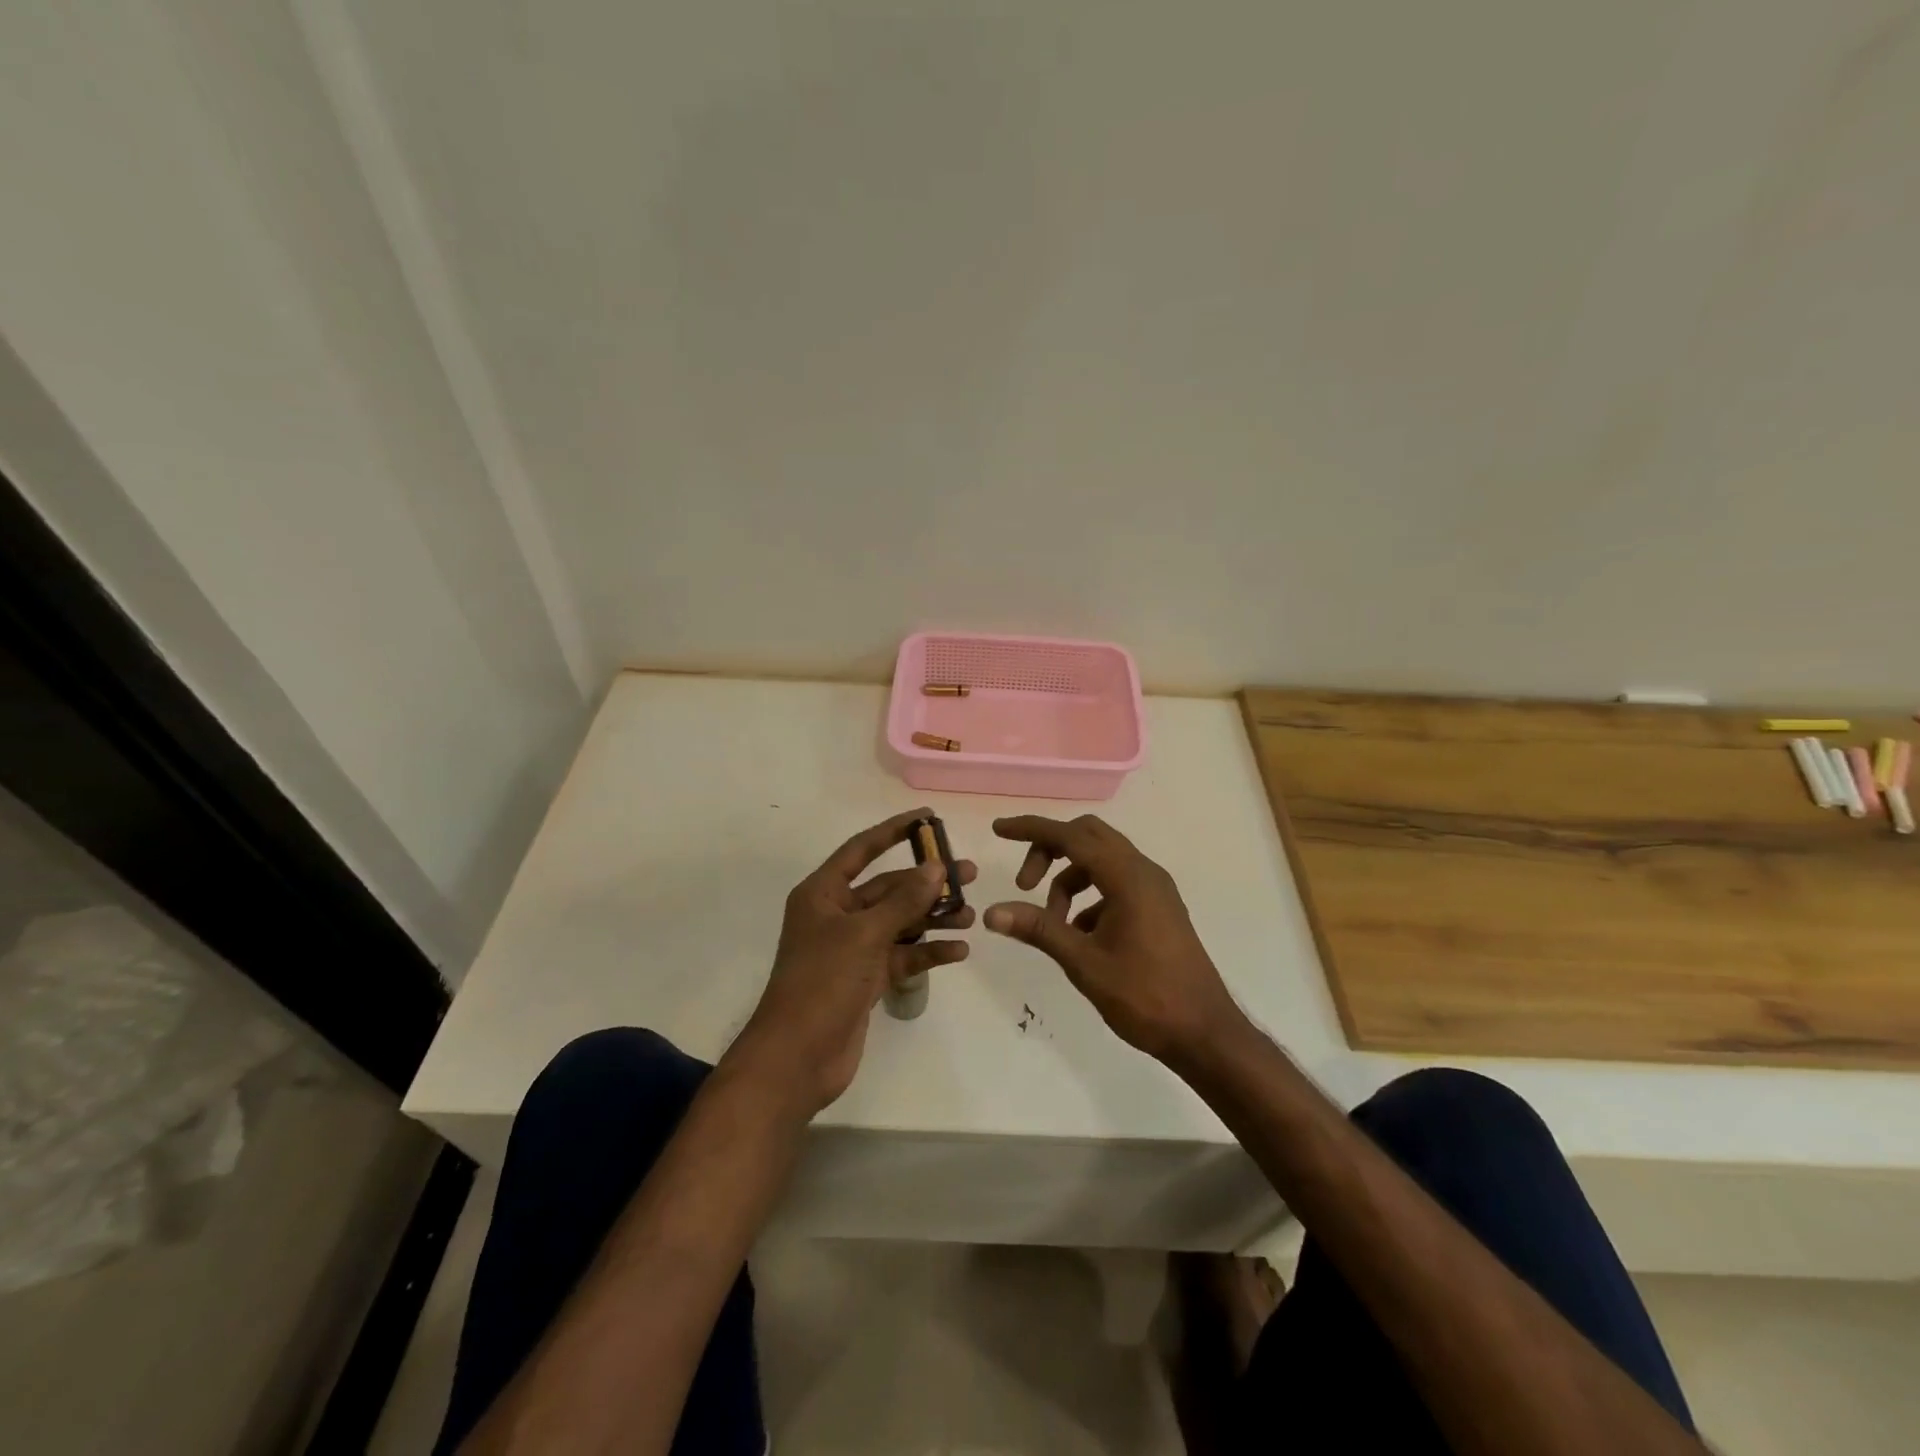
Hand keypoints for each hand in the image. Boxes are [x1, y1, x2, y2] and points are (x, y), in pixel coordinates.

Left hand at [734, 808, 974, 1113]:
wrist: (797, 1058)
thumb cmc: (822, 983)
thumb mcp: (865, 935)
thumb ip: (903, 901)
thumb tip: (936, 867)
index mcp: (823, 893)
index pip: (862, 849)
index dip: (894, 831)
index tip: (929, 818)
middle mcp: (837, 915)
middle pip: (889, 888)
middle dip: (927, 883)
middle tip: (969, 875)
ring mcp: (853, 948)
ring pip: (900, 922)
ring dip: (933, 918)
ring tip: (971, 916)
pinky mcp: (866, 978)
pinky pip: (903, 956)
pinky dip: (928, 952)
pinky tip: (959, 951)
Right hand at [983, 814, 1242, 1066]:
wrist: (1205, 1033)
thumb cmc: (1145, 996)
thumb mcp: (1084, 963)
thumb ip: (1038, 930)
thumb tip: (991, 913)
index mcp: (1128, 877)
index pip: (1071, 836)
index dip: (1031, 829)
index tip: (999, 829)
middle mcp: (1144, 872)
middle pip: (1088, 836)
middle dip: (1050, 850)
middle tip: (1024, 884)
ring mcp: (1155, 889)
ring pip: (1101, 861)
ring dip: (1069, 879)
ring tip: (1052, 923)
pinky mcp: (1159, 907)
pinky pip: (1116, 883)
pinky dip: (1090, 896)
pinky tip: (1080, 936)